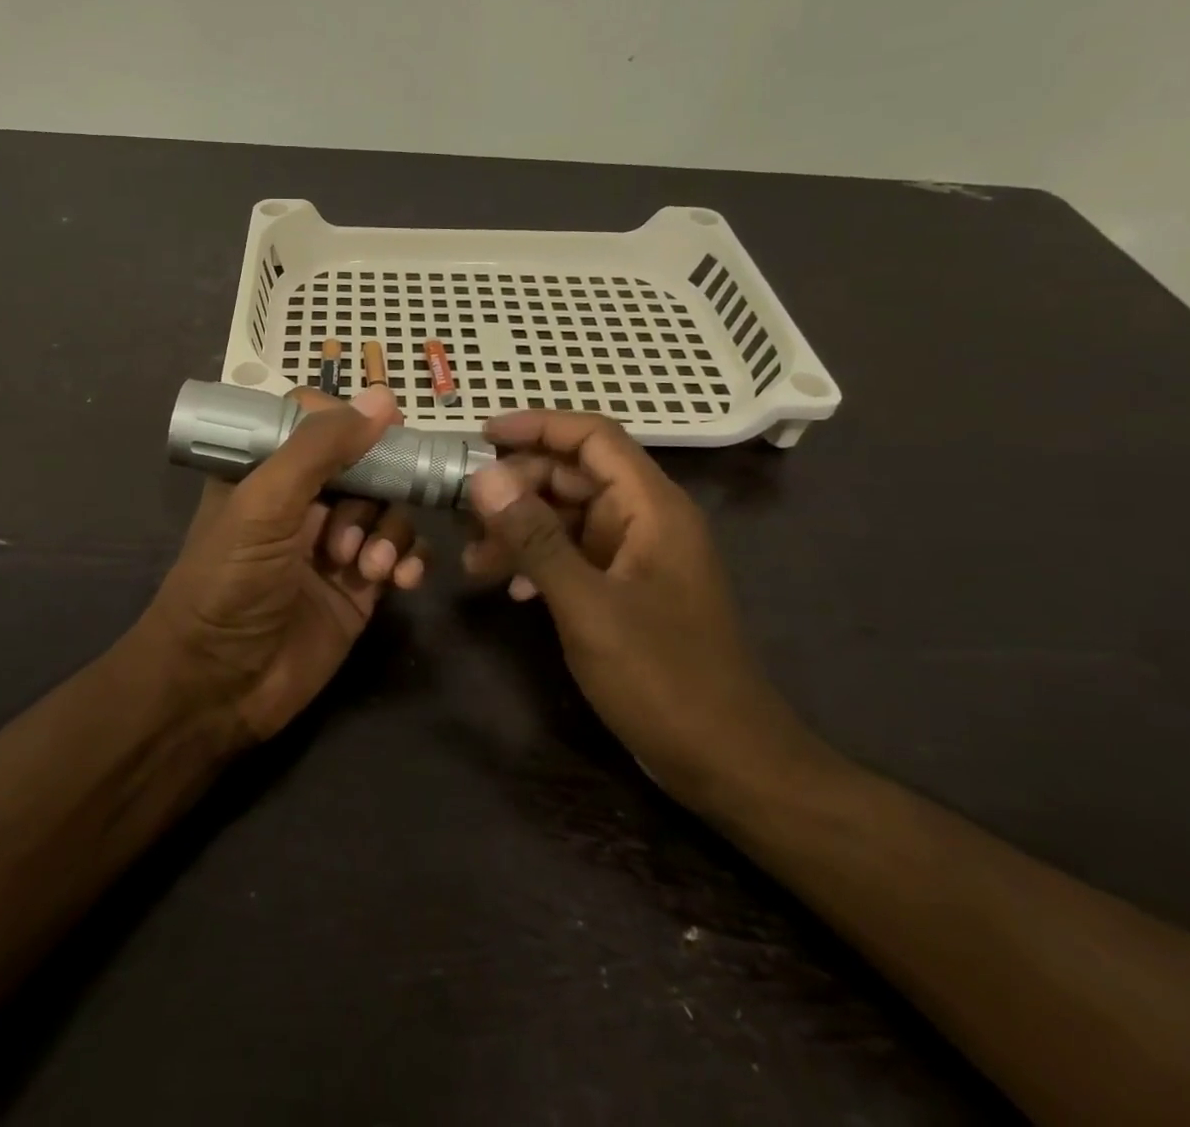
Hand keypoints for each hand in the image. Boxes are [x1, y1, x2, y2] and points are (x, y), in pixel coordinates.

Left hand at [139, 386, 425, 741]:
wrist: (219, 687)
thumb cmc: (229, 582)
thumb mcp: (264, 505)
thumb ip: (319, 449)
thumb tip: (383, 398)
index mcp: (267, 471)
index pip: (316, 422)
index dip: (350, 422)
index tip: (383, 429)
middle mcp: (303, 501)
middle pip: (364, 464)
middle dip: (374, 490)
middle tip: (360, 523)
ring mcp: (335, 543)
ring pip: (388, 509)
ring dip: (389, 532)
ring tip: (365, 566)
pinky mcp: (360, 586)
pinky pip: (401, 554)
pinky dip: (409, 560)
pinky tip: (400, 580)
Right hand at [463, 409, 818, 806]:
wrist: (726, 761)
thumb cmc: (662, 678)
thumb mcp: (587, 605)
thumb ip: (535, 537)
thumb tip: (484, 476)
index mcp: (652, 507)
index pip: (593, 437)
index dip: (537, 426)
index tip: (480, 435)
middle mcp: (646, 519)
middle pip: (574, 475)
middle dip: (516, 488)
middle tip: (463, 514)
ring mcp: (637, 556)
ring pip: (569, 516)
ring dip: (520, 529)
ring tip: (474, 560)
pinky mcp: (627, 588)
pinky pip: (575, 554)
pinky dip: (539, 560)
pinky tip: (512, 589)